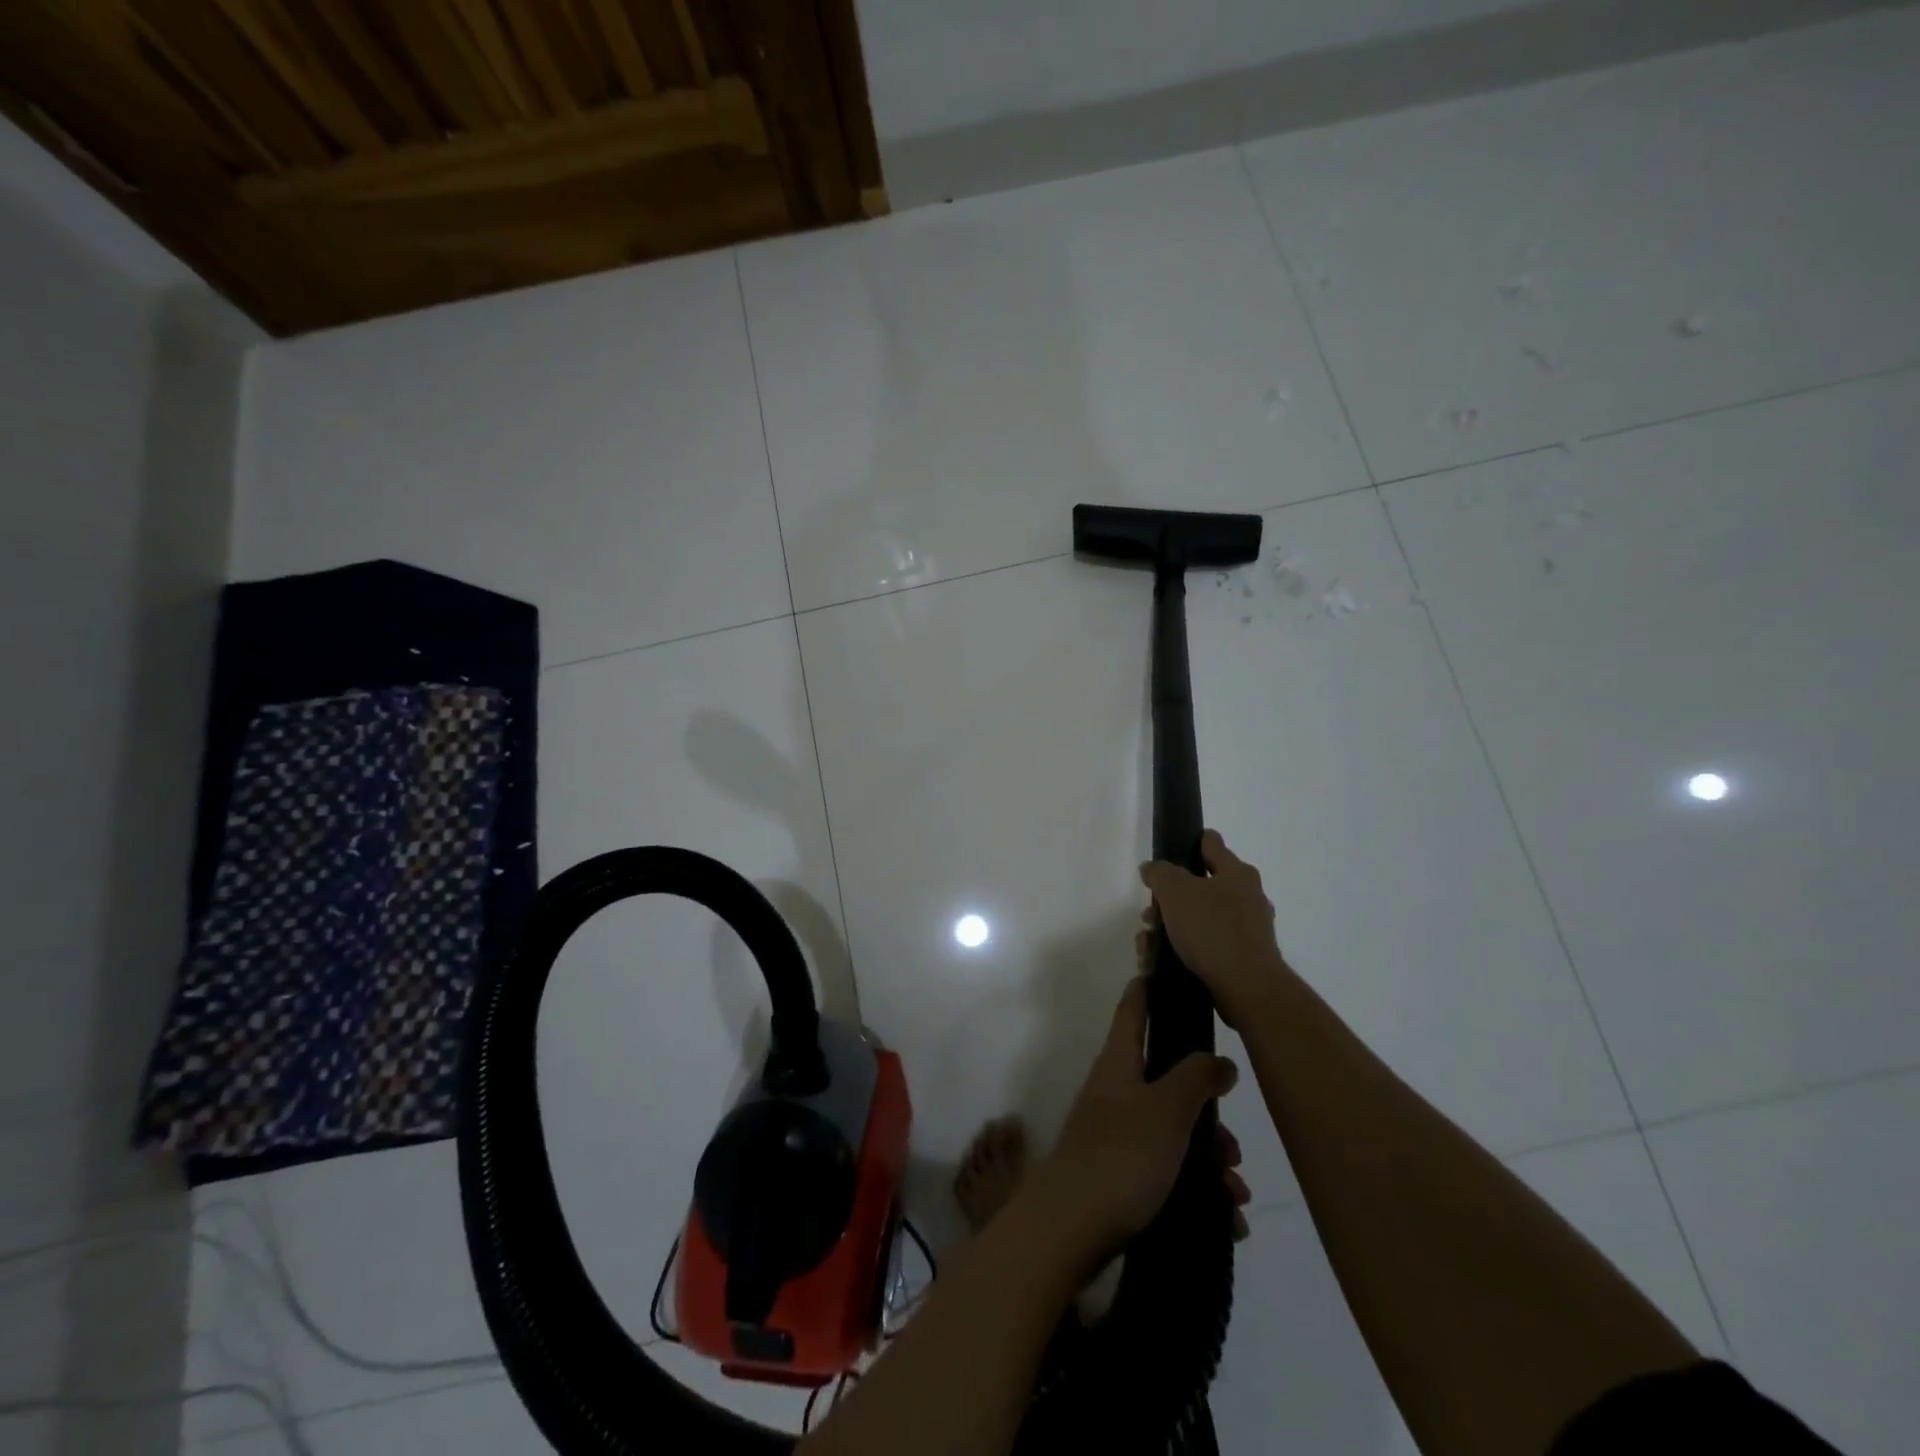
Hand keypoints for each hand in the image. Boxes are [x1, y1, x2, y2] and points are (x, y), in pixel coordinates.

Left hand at [1028, 977, 1238, 1267]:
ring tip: (1234, 1195)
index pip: (1134, 1008)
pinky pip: (1169, 1171)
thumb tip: (1220, 1060)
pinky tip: (1225, 1219)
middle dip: (1207, 1112)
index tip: (1173, 971)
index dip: (1151, 986)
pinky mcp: (1122, 1174)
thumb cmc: (1120, 1156)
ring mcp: (1117, 1133)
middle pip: (1168, 1081)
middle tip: (1231, 1148)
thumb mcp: (1166, 1110)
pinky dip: (1198, 1190)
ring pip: (1174, 1131)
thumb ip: (1196, 1078)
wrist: (1070, 1230)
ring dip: (1209, 1159)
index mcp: (1120, 1062)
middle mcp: (1117, 1091)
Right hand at [1139, 829, 1289, 1028]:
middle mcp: (1247, 897)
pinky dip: (1184, 949)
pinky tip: (1163, 961)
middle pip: (1199, 886)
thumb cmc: (1212, 930)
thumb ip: (1160, 873)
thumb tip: (1152, 868)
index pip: (1211, 843)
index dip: (1189, 842)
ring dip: (1170, 927)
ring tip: (1148, 944)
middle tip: (1149, 914)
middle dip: (1169, 900)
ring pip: (1199, 919)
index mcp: (1237, 873)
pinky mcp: (1242, 958)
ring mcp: (1247, 929)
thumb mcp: (1175, 892)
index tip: (1169, 853)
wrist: (1247, 988)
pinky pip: (1206, 945)